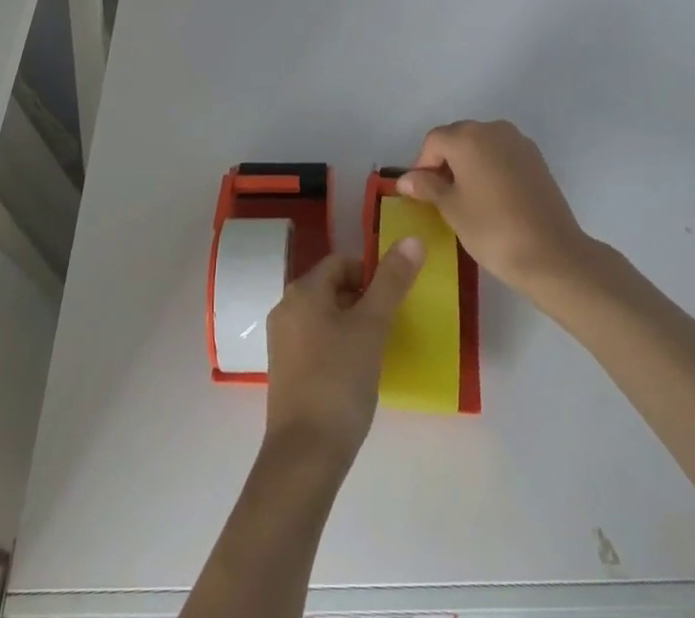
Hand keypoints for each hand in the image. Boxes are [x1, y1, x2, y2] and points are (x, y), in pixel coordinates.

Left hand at [263, 243, 424, 468]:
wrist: (304, 455)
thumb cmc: (339, 381)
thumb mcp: (372, 327)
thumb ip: (391, 282)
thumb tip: (412, 238)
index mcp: (303, 290)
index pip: (341, 262)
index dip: (370, 273)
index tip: (393, 299)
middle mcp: (286, 307)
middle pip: (330, 287)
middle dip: (362, 300)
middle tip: (389, 326)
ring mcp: (281, 340)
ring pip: (323, 316)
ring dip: (350, 324)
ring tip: (376, 350)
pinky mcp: (284, 371)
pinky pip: (314, 342)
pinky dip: (336, 346)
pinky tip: (354, 374)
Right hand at [396, 120, 592, 295]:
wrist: (553, 255)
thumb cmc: (492, 229)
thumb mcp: (451, 209)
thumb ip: (427, 187)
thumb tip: (406, 179)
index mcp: (467, 136)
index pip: (433, 141)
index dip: (422, 165)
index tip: (421, 193)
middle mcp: (492, 129)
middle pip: (458, 138)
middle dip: (445, 162)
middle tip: (441, 196)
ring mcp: (519, 142)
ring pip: (482, 146)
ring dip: (469, 164)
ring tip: (468, 198)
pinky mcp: (537, 159)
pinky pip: (503, 156)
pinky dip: (492, 169)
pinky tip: (493, 198)